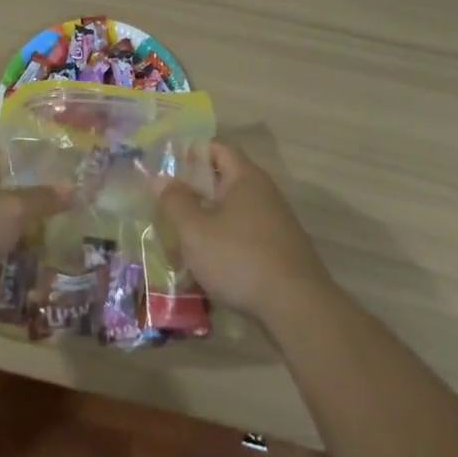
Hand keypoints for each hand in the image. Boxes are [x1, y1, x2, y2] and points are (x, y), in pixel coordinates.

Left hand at [0, 156, 65, 330]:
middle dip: (40, 214)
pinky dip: (14, 278)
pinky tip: (43, 284)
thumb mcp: (9, 209)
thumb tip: (73, 186)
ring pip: (4, 241)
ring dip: (30, 249)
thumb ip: (41, 199)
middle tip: (77, 222)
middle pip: (9, 205)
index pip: (8, 164)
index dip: (36, 167)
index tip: (68, 176)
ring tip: (69, 255)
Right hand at [157, 141, 334, 323]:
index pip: (218, 149)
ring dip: (206, 224)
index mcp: (246, 178)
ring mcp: (275, 224)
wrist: (296, 307)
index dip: (192, 153)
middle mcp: (264, 194)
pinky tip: (205, 269)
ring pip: (231, 214)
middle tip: (166, 209)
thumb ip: (175, 201)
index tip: (167, 169)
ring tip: (179, 244)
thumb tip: (162, 179)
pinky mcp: (279, 251)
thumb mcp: (195, 230)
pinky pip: (243, 238)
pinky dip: (222, 245)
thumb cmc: (239, 258)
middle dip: (194, 194)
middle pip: (224, 182)